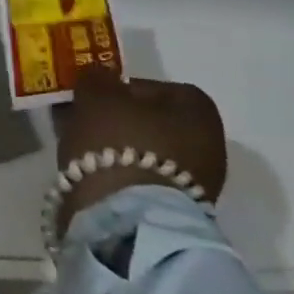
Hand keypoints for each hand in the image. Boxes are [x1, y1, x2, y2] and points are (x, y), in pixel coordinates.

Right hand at [54, 65, 226, 237]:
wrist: (127, 215)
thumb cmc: (116, 141)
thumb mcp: (95, 93)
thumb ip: (97, 77)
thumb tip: (100, 78)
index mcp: (198, 108)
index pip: (156, 87)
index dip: (120, 88)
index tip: (93, 96)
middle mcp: (210, 142)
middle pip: (153, 120)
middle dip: (118, 118)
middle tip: (84, 119)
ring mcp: (199, 179)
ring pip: (148, 149)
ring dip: (118, 144)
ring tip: (83, 146)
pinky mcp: (179, 208)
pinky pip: (145, 176)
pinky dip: (122, 170)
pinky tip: (95, 170)